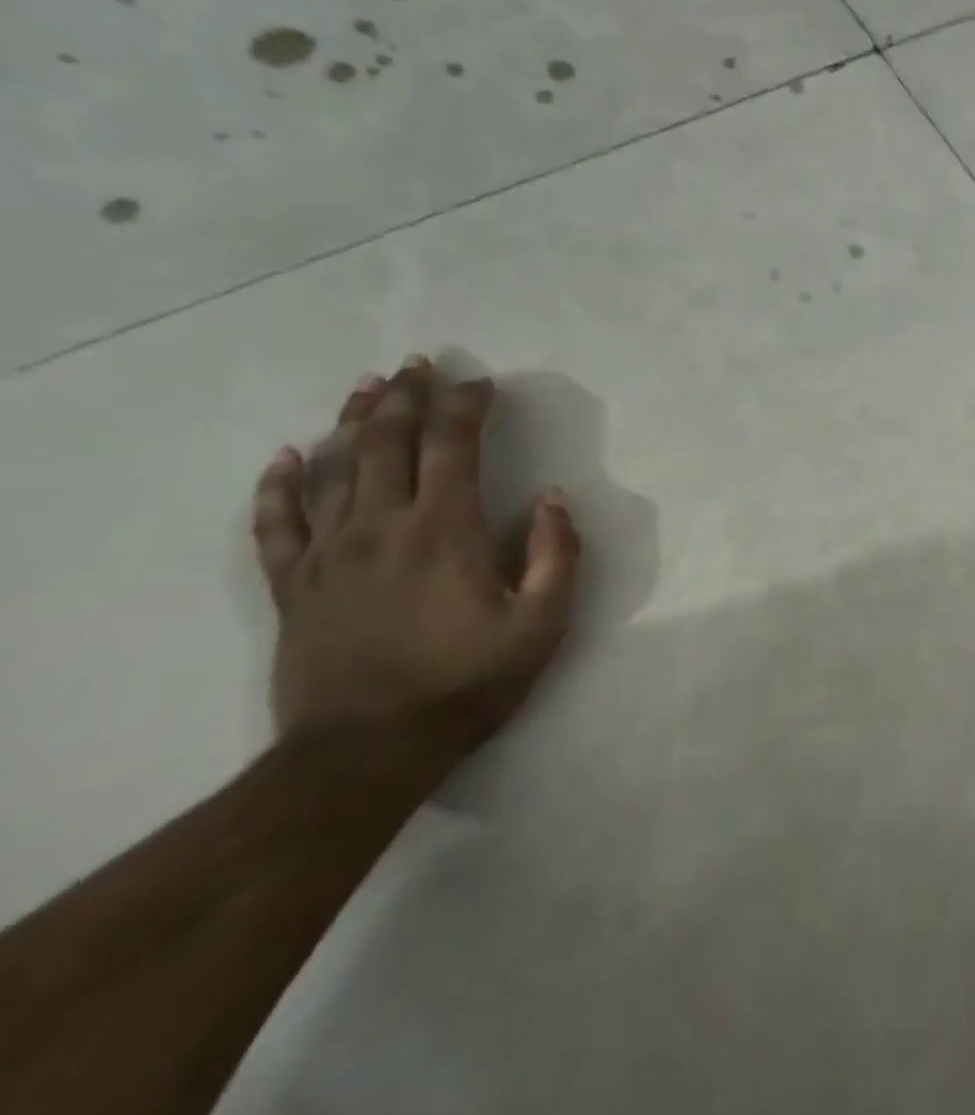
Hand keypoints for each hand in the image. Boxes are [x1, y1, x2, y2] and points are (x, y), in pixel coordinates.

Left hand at [251, 357, 580, 752]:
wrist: (366, 750)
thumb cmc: (466, 682)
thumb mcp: (541, 623)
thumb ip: (557, 554)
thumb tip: (553, 498)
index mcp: (445, 530)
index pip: (455, 446)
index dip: (467, 406)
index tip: (481, 383)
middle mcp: (381, 526)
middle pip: (389, 443)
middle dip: (407, 397)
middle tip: (418, 364)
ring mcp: (329, 553)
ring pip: (334, 469)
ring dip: (354, 422)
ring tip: (367, 387)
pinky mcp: (293, 585)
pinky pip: (276, 523)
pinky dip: (279, 485)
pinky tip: (287, 456)